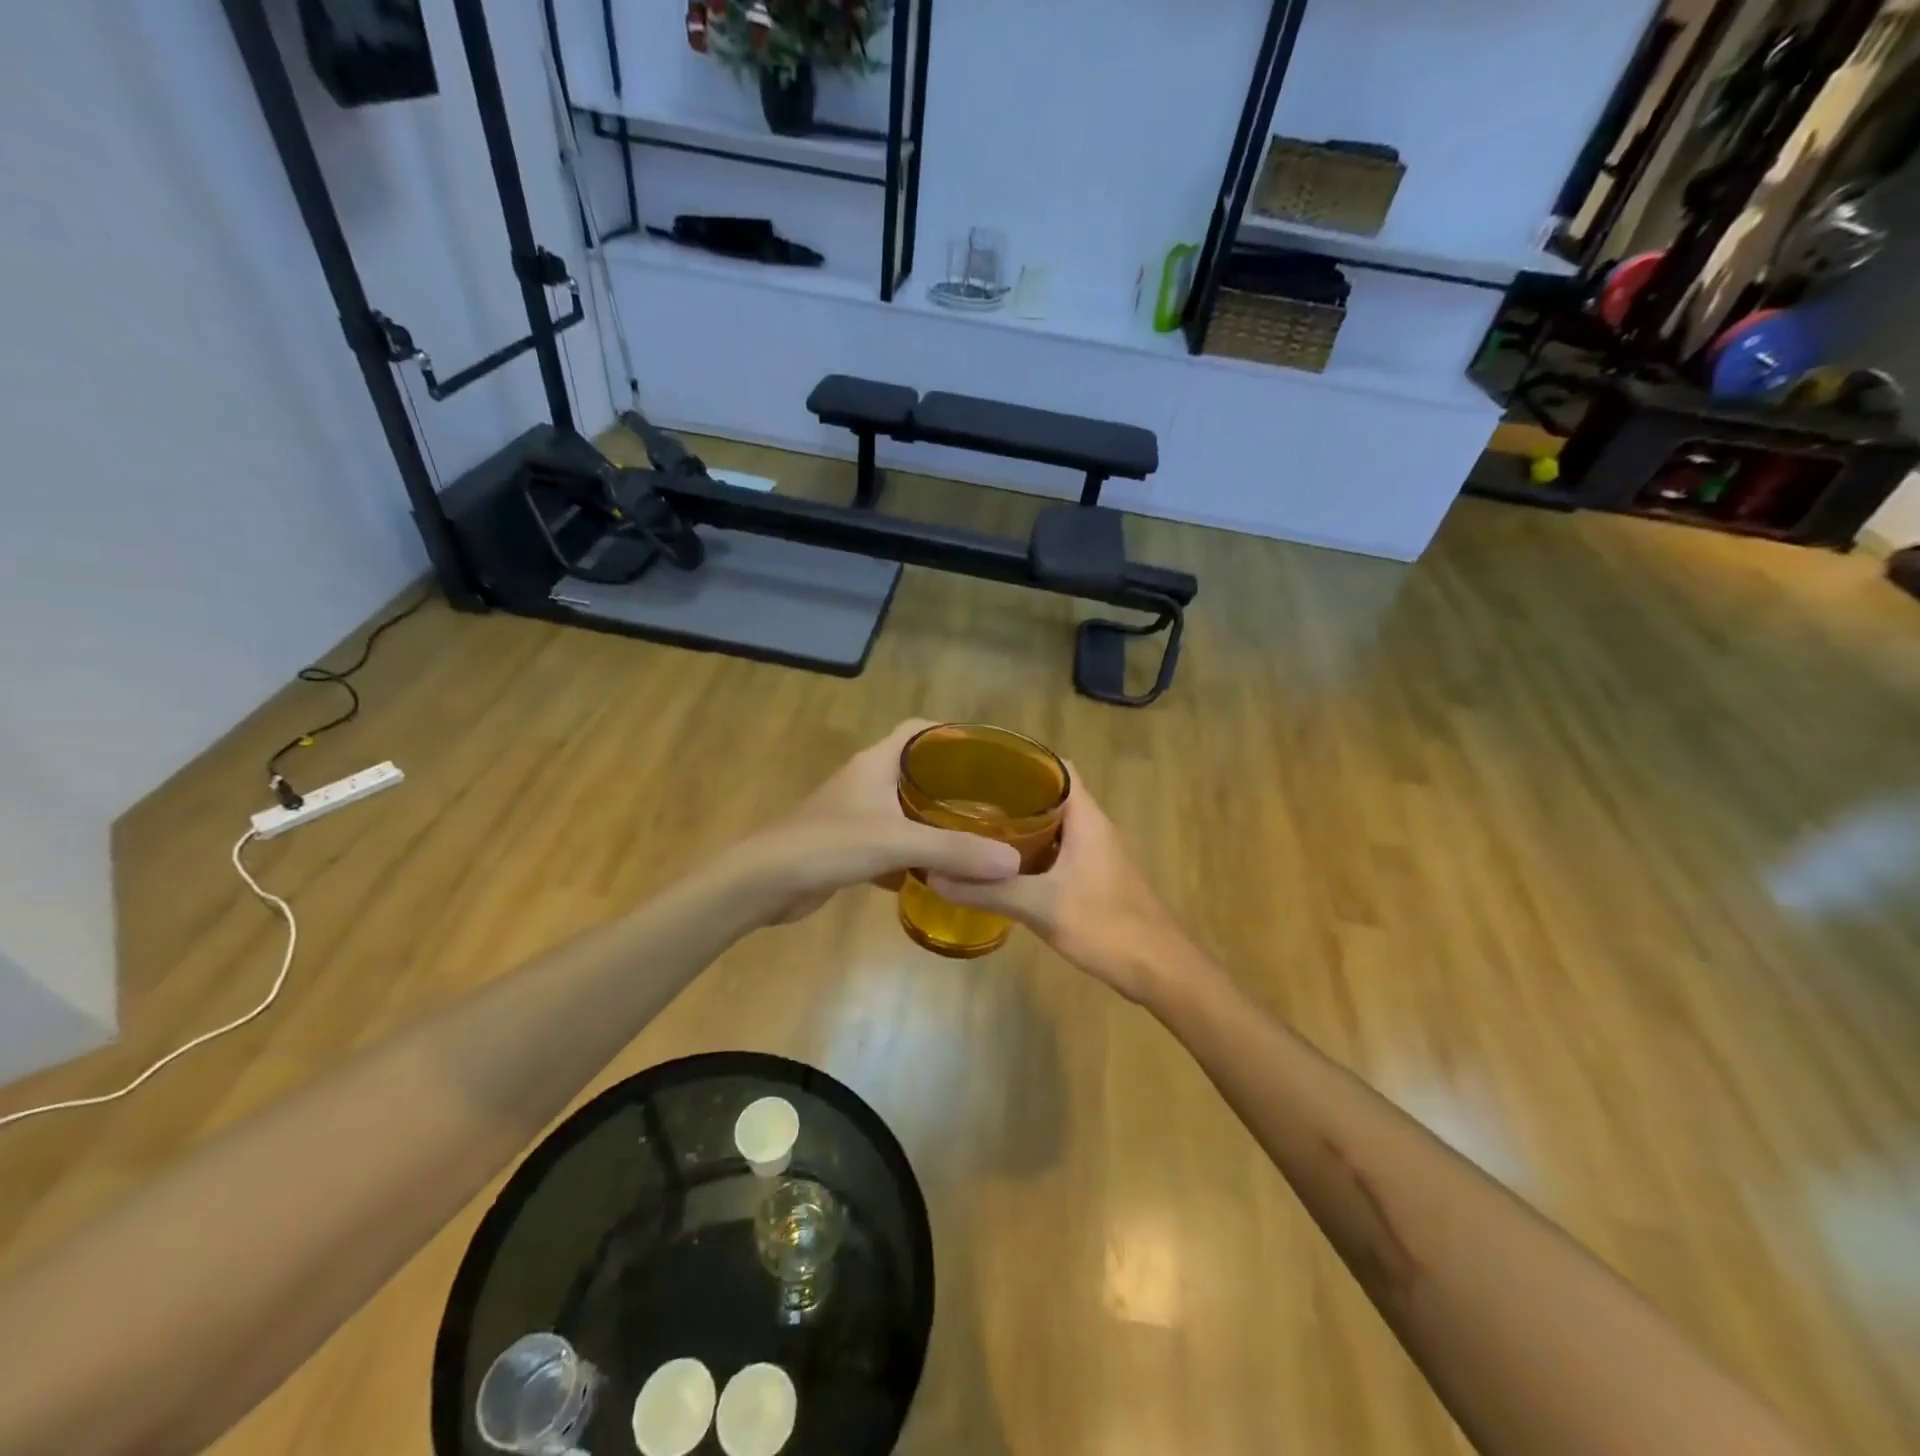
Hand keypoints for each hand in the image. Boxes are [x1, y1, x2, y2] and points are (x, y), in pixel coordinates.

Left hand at [730, 720, 1022, 925]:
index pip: (918, 729)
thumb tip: (1012, 862)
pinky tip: (939, 872)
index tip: (987, 753)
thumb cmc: (829, 844)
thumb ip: (954, 850)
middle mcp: (867, 780)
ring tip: (975, 834)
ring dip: (933, 821)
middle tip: (994, 800)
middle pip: (916, 769)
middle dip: (952, 783)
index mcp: (877, 762)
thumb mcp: (897, 842)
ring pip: (904, 809)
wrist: (765, 882)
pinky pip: (891, 841)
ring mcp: (855, 814)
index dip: (951, 733)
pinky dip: (913, 853)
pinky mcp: (848, 846)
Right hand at [929, 777, 1195, 1005]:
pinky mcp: (1093, 879)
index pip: (1056, 767)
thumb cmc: (1107, 926)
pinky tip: (1000, 868)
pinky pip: (1056, 852)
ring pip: (1053, 826)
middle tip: (965, 798)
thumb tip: (934, 875)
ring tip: (974, 827)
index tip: (981, 764)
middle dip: (1011, 794)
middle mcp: (1092, 827)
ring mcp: (1095, 854)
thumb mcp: (1041, 906)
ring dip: (1019, 826)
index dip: (1023, 759)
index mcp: (1087, 818)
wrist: (1160, 970)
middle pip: (1050, 795)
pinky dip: (1029, 853)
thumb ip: (989, 891)